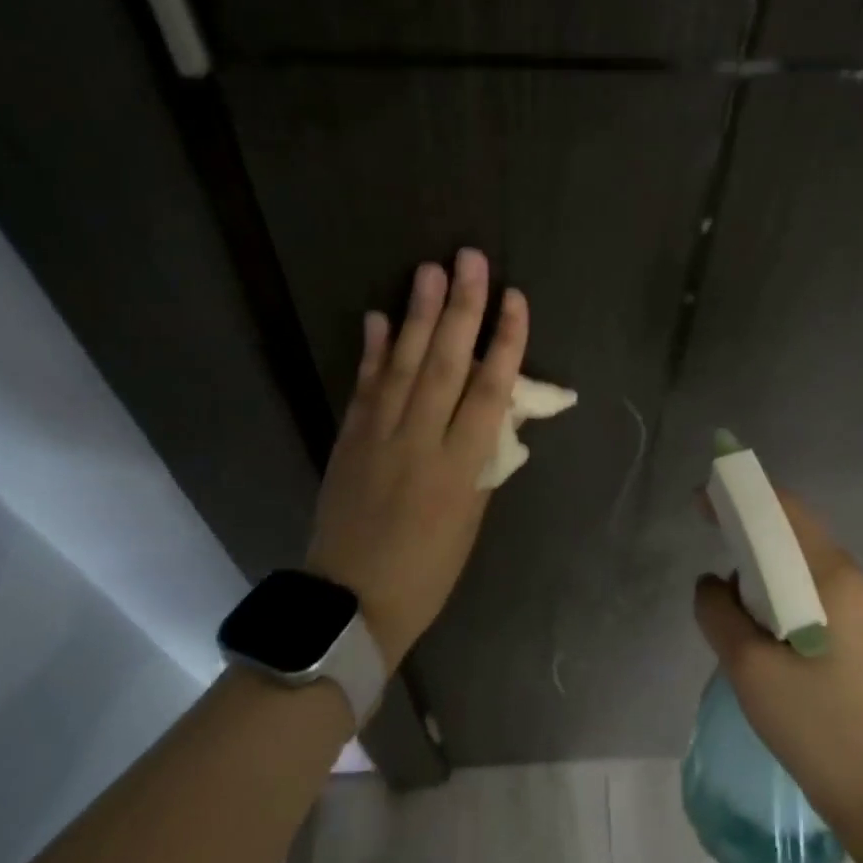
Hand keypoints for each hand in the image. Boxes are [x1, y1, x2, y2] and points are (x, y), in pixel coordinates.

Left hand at [307, 250, 528, 665]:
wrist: (350, 604)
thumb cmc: (427, 571)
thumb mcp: (470, 521)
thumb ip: (481, 463)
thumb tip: (492, 415)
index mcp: (460, 468)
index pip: (489, 391)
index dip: (506, 342)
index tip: (515, 299)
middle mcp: (420, 442)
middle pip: (446, 364)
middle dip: (462, 308)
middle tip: (469, 259)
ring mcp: (378, 437)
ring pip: (404, 366)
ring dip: (418, 315)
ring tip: (430, 270)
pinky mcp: (348, 440)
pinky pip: (364, 387)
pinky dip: (373, 351)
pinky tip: (380, 317)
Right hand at [693, 493, 862, 830]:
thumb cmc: (814, 722)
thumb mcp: (748, 665)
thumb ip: (717, 611)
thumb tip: (711, 584)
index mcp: (830, 575)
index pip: (783, 509)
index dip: (740, 495)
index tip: (700, 500)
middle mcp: (845, 577)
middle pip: (790, 528)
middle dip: (745, 523)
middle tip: (705, 532)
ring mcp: (851, 604)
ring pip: (793, 559)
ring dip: (756, 560)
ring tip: (725, 589)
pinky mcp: (847, 629)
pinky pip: (801, 586)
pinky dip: (769, 586)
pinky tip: (749, 618)